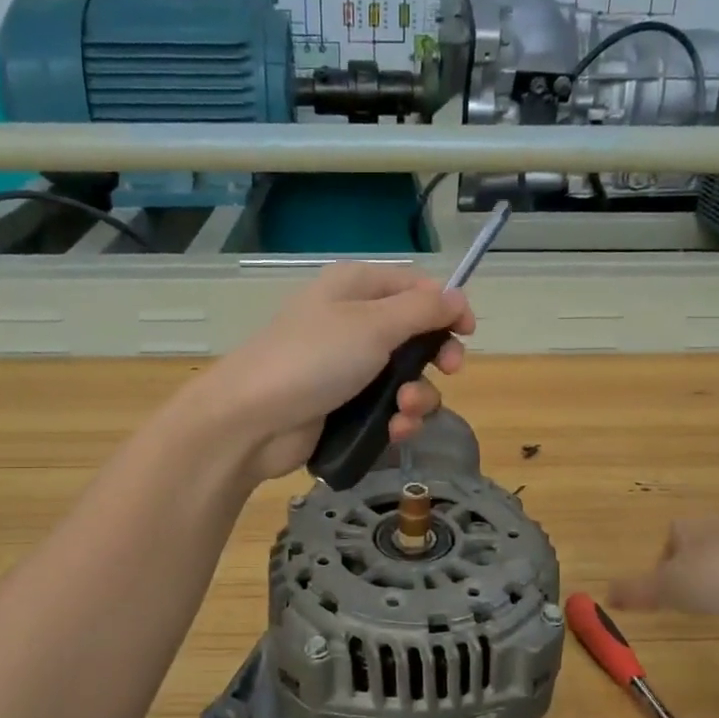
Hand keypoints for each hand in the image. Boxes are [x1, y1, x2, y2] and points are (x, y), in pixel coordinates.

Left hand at [187, 262, 474, 481]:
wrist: (251, 421)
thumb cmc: (313, 360)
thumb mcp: (373, 326)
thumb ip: (422, 310)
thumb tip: (457, 297)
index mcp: (355, 289)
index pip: (414, 286)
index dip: (446, 306)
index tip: (467, 332)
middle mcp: (352, 323)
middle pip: (415, 333)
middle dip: (435, 356)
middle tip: (449, 371)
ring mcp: (346, 368)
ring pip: (405, 377)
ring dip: (416, 396)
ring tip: (404, 411)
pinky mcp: (343, 407)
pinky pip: (385, 409)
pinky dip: (397, 420)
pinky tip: (395, 431)